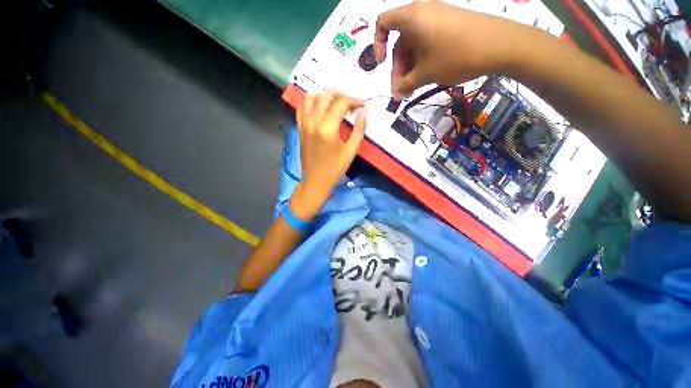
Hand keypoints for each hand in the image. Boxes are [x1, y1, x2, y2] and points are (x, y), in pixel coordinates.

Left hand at [290, 92, 366, 219]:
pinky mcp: (300, 127)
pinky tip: (320, 107)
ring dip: (326, 96)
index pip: (341, 103)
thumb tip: (364, 112)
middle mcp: (313, 121)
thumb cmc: (335, 169)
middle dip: (343, 96)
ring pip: (312, 97)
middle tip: (353, 105)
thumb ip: (359, 129)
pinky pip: (302, 107)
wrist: (316, 181)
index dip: (354, 100)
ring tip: (337, 103)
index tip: (363, 105)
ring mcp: (304, 123)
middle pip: (328, 96)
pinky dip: (312, 102)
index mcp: (327, 128)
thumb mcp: (351, 151)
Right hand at [375, 0, 530, 97]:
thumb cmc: (454, 56)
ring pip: (414, 44)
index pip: (383, 23)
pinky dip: (423, 59)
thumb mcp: (425, 74)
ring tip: (413, 88)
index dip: (378, 44)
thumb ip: (406, 85)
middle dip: (398, 68)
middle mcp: (422, 12)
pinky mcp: (449, 24)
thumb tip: (396, 94)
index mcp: (411, 18)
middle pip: (400, 41)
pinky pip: (427, 41)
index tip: (381, 64)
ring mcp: (437, 17)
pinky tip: (426, 76)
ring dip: (410, 67)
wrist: (500, 45)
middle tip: (401, 91)